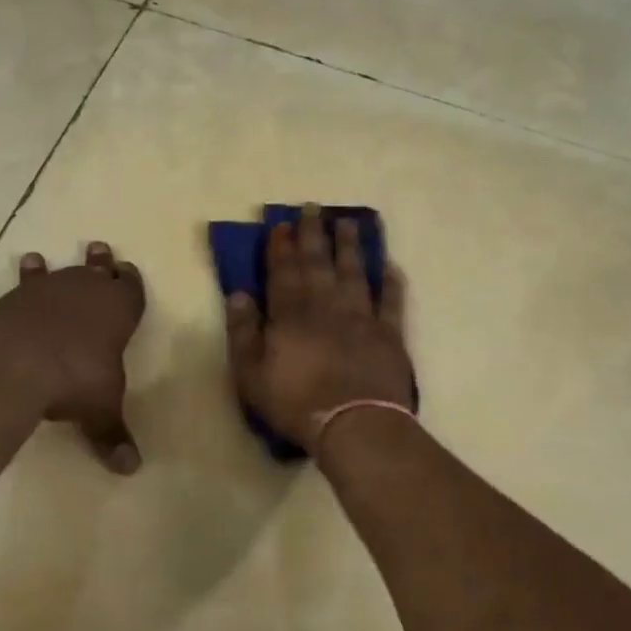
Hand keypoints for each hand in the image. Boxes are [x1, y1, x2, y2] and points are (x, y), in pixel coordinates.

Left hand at [0, 241, 145, 473]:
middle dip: (101, 262)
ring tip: (40, 259)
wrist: (17, 361)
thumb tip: (131, 469)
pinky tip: (8, 292)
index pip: (131, 288)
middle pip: (97, 270)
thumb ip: (112, 434)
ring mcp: (47, 291)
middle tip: (100, 248)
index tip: (128, 270)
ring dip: (51, 268)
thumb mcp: (100, 410)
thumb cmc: (77, 379)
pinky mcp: (13, 298)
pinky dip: (19, 286)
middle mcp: (85, 291)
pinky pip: (20, 287)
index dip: (131, 281)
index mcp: (119, 310)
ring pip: (56, 273)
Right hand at [225, 205, 412, 451]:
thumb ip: (243, 332)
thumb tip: (238, 294)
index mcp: (291, 313)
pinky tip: (390, 266)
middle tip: (313, 207)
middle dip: (313, 234)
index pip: (283, 271)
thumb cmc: (295, 402)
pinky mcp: (389, 334)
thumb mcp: (251, 374)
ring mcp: (362, 317)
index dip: (281, 246)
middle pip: (318, 263)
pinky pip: (391, 301)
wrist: (354, 423)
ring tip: (348, 222)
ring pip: (354, 272)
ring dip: (350, 246)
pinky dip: (391, 283)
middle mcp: (326, 305)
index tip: (282, 224)